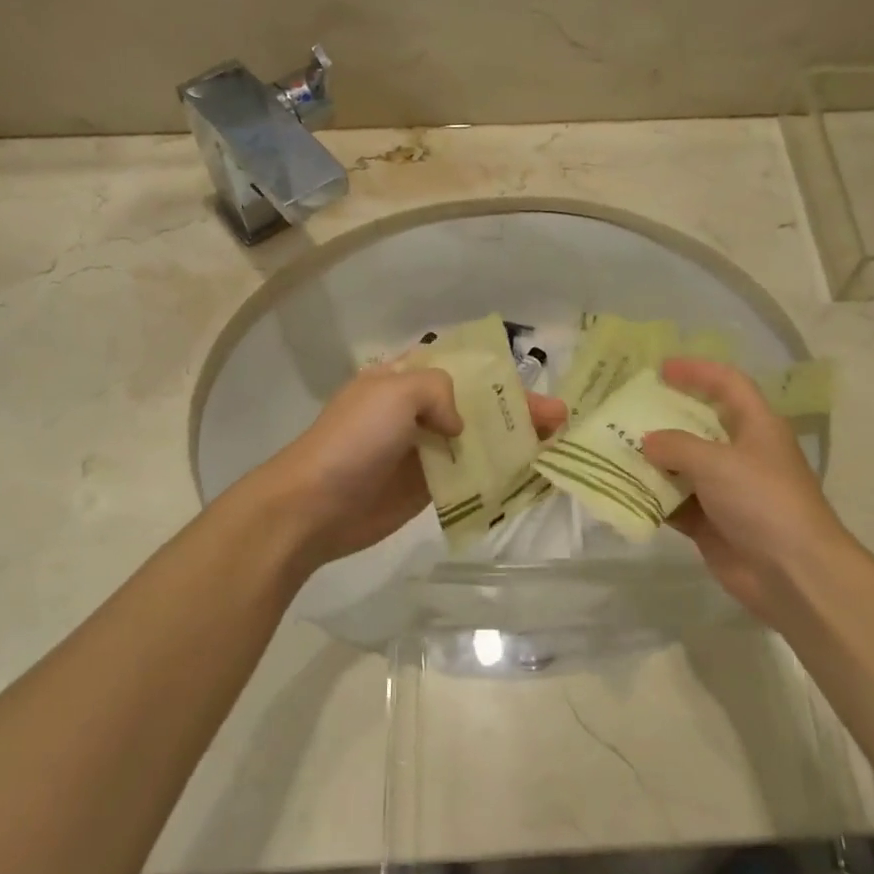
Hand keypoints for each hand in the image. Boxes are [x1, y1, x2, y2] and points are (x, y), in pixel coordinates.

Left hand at [260, 361, 566, 569]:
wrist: (314, 506)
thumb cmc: (354, 440)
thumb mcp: (396, 392)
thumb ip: (439, 390)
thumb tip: (458, 427)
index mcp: (404, 378)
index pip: (460, 366)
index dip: (497, 373)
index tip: (532, 382)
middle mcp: (417, 410)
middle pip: (477, 404)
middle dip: (517, 409)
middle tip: (559, 419)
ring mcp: (423, 451)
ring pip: (477, 440)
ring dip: (513, 442)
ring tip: (554, 446)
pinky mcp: (426, 488)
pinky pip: (468, 475)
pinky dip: (497, 474)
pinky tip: (527, 476)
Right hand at [641, 358, 855, 619]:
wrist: (792, 572)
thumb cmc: (762, 500)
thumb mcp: (716, 462)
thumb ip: (676, 446)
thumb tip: (647, 442)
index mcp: (756, 427)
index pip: (728, 384)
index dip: (698, 371)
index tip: (661, 369)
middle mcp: (741, 454)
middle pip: (699, 425)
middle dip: (663, 418)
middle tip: (624, 410)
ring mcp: (725, 490)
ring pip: (681, 466)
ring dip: (651, 461)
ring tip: (612, 449)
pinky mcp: (711, 523)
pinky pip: (674, 503)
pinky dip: (651, 498)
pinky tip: (622, 490)